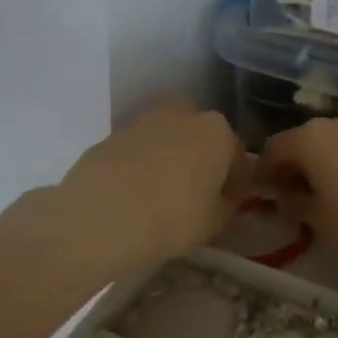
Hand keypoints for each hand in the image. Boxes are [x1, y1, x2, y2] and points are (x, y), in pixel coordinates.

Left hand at [57, 102, 248, 269]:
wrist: (100, 216)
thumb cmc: (172, 219)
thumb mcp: (214, 222)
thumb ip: (228, 204)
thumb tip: (226, 195)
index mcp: (217, 132)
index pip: (237, 157)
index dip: (234, 183)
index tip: (226, 204)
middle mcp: (183, 114)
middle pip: (200, 137)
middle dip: (200, 159)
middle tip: (194, 194)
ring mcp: (143, 120)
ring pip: (167, 139)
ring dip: (169, 158)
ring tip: (162, 194)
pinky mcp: (111, 134)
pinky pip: (138, 150)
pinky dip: (141, 165)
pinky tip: (135, 193)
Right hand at [256, 114, 337, 293]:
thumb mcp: (319, 220)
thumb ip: (295, 200)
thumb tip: (285, 194)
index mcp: (314, 136)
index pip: (276, 148)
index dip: (264, 172)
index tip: (260, 193)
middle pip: (305, 141)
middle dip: (293, 166)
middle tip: (286, 197)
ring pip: (332, 144)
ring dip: (319, 165)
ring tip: (315, 198)